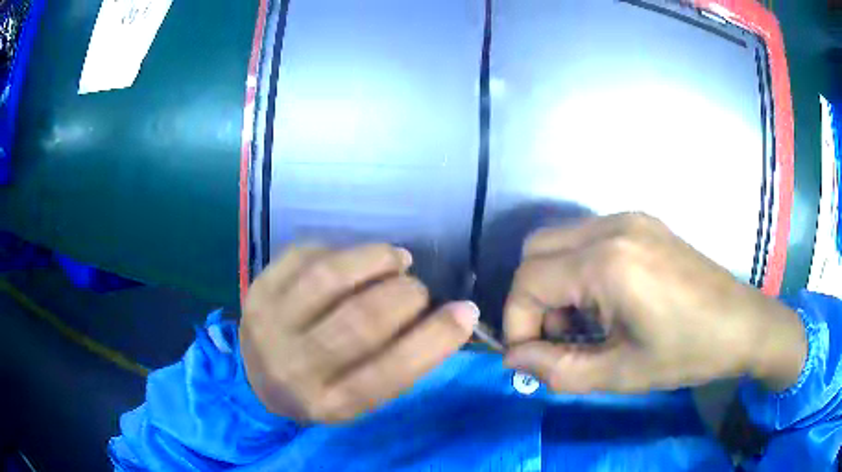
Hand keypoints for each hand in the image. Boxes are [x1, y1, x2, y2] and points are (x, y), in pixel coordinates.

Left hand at [240, 244, 478, 423]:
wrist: (256, 380)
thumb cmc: (321, 390)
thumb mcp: (360, 396)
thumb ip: (399, 364)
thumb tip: (452, 315)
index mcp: (328, 404)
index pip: (388, 374)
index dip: (435, 339)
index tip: (466, 311)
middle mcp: (293, 368)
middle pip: (360, 321)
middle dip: (406, 295)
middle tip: (418, 289)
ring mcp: (268, 325)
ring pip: (330, 278)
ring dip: (376, 259)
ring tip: (396, 260)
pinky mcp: (256, 290)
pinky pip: (305, 254)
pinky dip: (340, 250)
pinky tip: (352, 259)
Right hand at [503, 213, 806, 393]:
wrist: (742, 324)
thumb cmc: (687, 353)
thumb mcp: (620, 374)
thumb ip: (557, 369)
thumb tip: (514, 359)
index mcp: (607, 262)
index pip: (528, 281)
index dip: (517, 323)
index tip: (531, 358)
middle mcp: (612, 226)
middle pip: (535, 251)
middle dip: (531, 299)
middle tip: (556, 338)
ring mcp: (629, 218)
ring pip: (559, 240)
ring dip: (554, 283)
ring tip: (583, 322)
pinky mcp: (642, 222)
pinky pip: (587, 237)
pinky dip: (577, 269)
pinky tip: (605, 300)